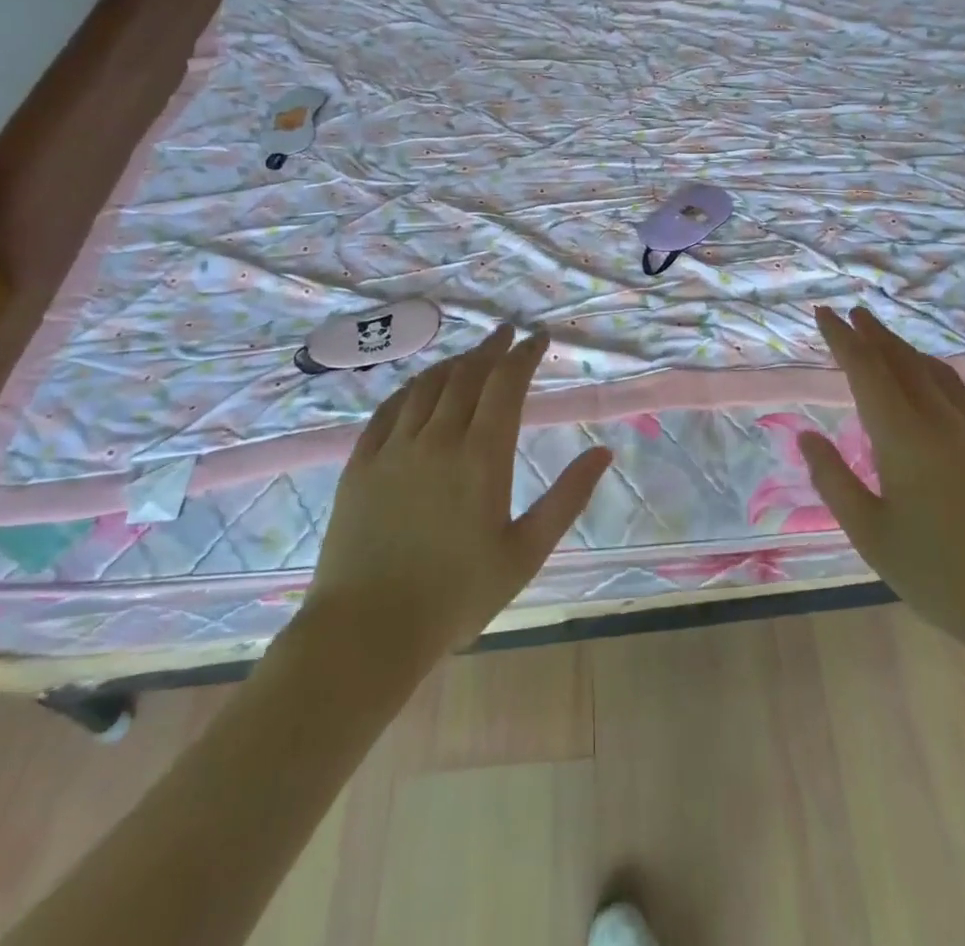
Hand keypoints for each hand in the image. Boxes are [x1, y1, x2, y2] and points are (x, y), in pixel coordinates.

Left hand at [302, 324, 611, 671]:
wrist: (367, 631)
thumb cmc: (457, 595)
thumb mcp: (526, 552)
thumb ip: (567, 498)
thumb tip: (603, 453)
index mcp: (482, 456)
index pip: (506, 384)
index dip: (525, 354)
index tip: (539, 337)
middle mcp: (438, 439)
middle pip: (467, 375)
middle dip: (492, 348)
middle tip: (507, 333)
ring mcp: (394, 449)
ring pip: (427, 386)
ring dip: (454, 363)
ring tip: (471, 356)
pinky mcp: (360, 464)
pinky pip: (387, 410)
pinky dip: (411, 388)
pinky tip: (419, 387)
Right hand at [801, 306, 964, 666]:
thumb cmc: (941, 576)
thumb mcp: (871, 535)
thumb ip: (834, 480)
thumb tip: (806, 437)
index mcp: (904, 437)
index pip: (867, 370)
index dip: (843, 339)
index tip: (825, 312)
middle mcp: (943, 420)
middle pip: (903, 361)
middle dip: (874, 334)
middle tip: (853, 314)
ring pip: (937, 372)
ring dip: (907, 350)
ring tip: (887, 340)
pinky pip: (963, 393)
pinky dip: (937, 374)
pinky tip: (935, 383)